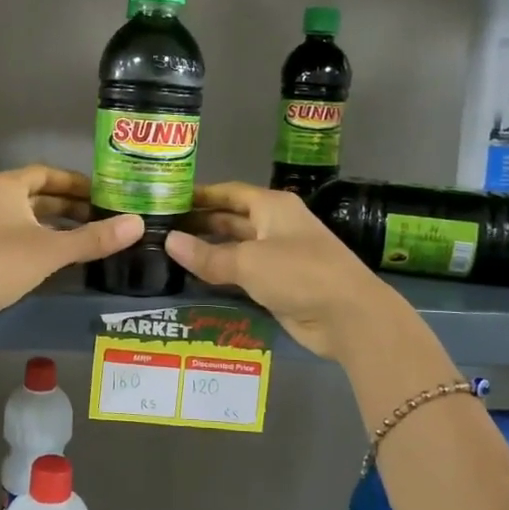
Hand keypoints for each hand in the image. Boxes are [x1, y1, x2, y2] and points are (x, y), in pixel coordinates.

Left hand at [0, 166, 141, 344]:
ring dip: (51, 225)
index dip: (74, 181)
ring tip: (83, 238)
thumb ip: (93, 238)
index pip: (45, 173)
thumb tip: (138, 224)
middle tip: (99, 217)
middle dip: (66, 206)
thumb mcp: (52, 250)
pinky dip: (34, 242)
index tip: (101, 192)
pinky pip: (10, 237)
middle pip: (33, 195)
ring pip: (21, 218)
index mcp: (3, 186)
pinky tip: (53, 261)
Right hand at [164, 181, 407, 358]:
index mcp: (272, 207)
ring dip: (208, 251)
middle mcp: (275, 225)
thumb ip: (207, 255)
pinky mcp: (279, 284)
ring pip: (235, 248)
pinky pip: (242, 273)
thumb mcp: (248, 262)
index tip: (168, 198)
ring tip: (168, 253)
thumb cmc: (299, 274)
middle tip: (160, 229)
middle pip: (231, 219)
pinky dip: (221, 274)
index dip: (200, 194)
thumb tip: (168, 241)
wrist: (348, 317)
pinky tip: (194, 278)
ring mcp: (278, 256)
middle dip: (199, 223)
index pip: (229, 192)